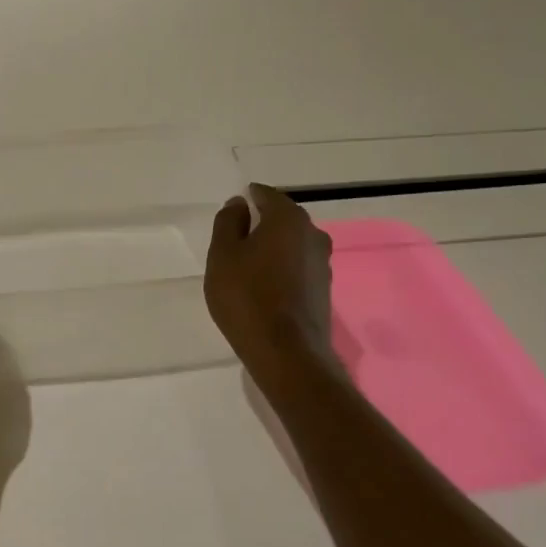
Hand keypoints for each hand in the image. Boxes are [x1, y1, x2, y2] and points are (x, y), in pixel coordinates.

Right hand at [205, 184, 338, 386]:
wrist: (286, 351)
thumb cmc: (246, 296)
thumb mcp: (222, 255)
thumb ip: (228, 223)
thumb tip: (238, 203)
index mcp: (288, 219)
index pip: (266, 195)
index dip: (247, 199)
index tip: (231, 211)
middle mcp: (313, 234)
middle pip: (283, 219)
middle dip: (261, 224)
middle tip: (234, 240)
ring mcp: (322, 263)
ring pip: (292, 244)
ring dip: (272, 249)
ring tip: (246, 266)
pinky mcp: (323, 289)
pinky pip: (298, 267)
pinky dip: (281, 269)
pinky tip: (264, 286)